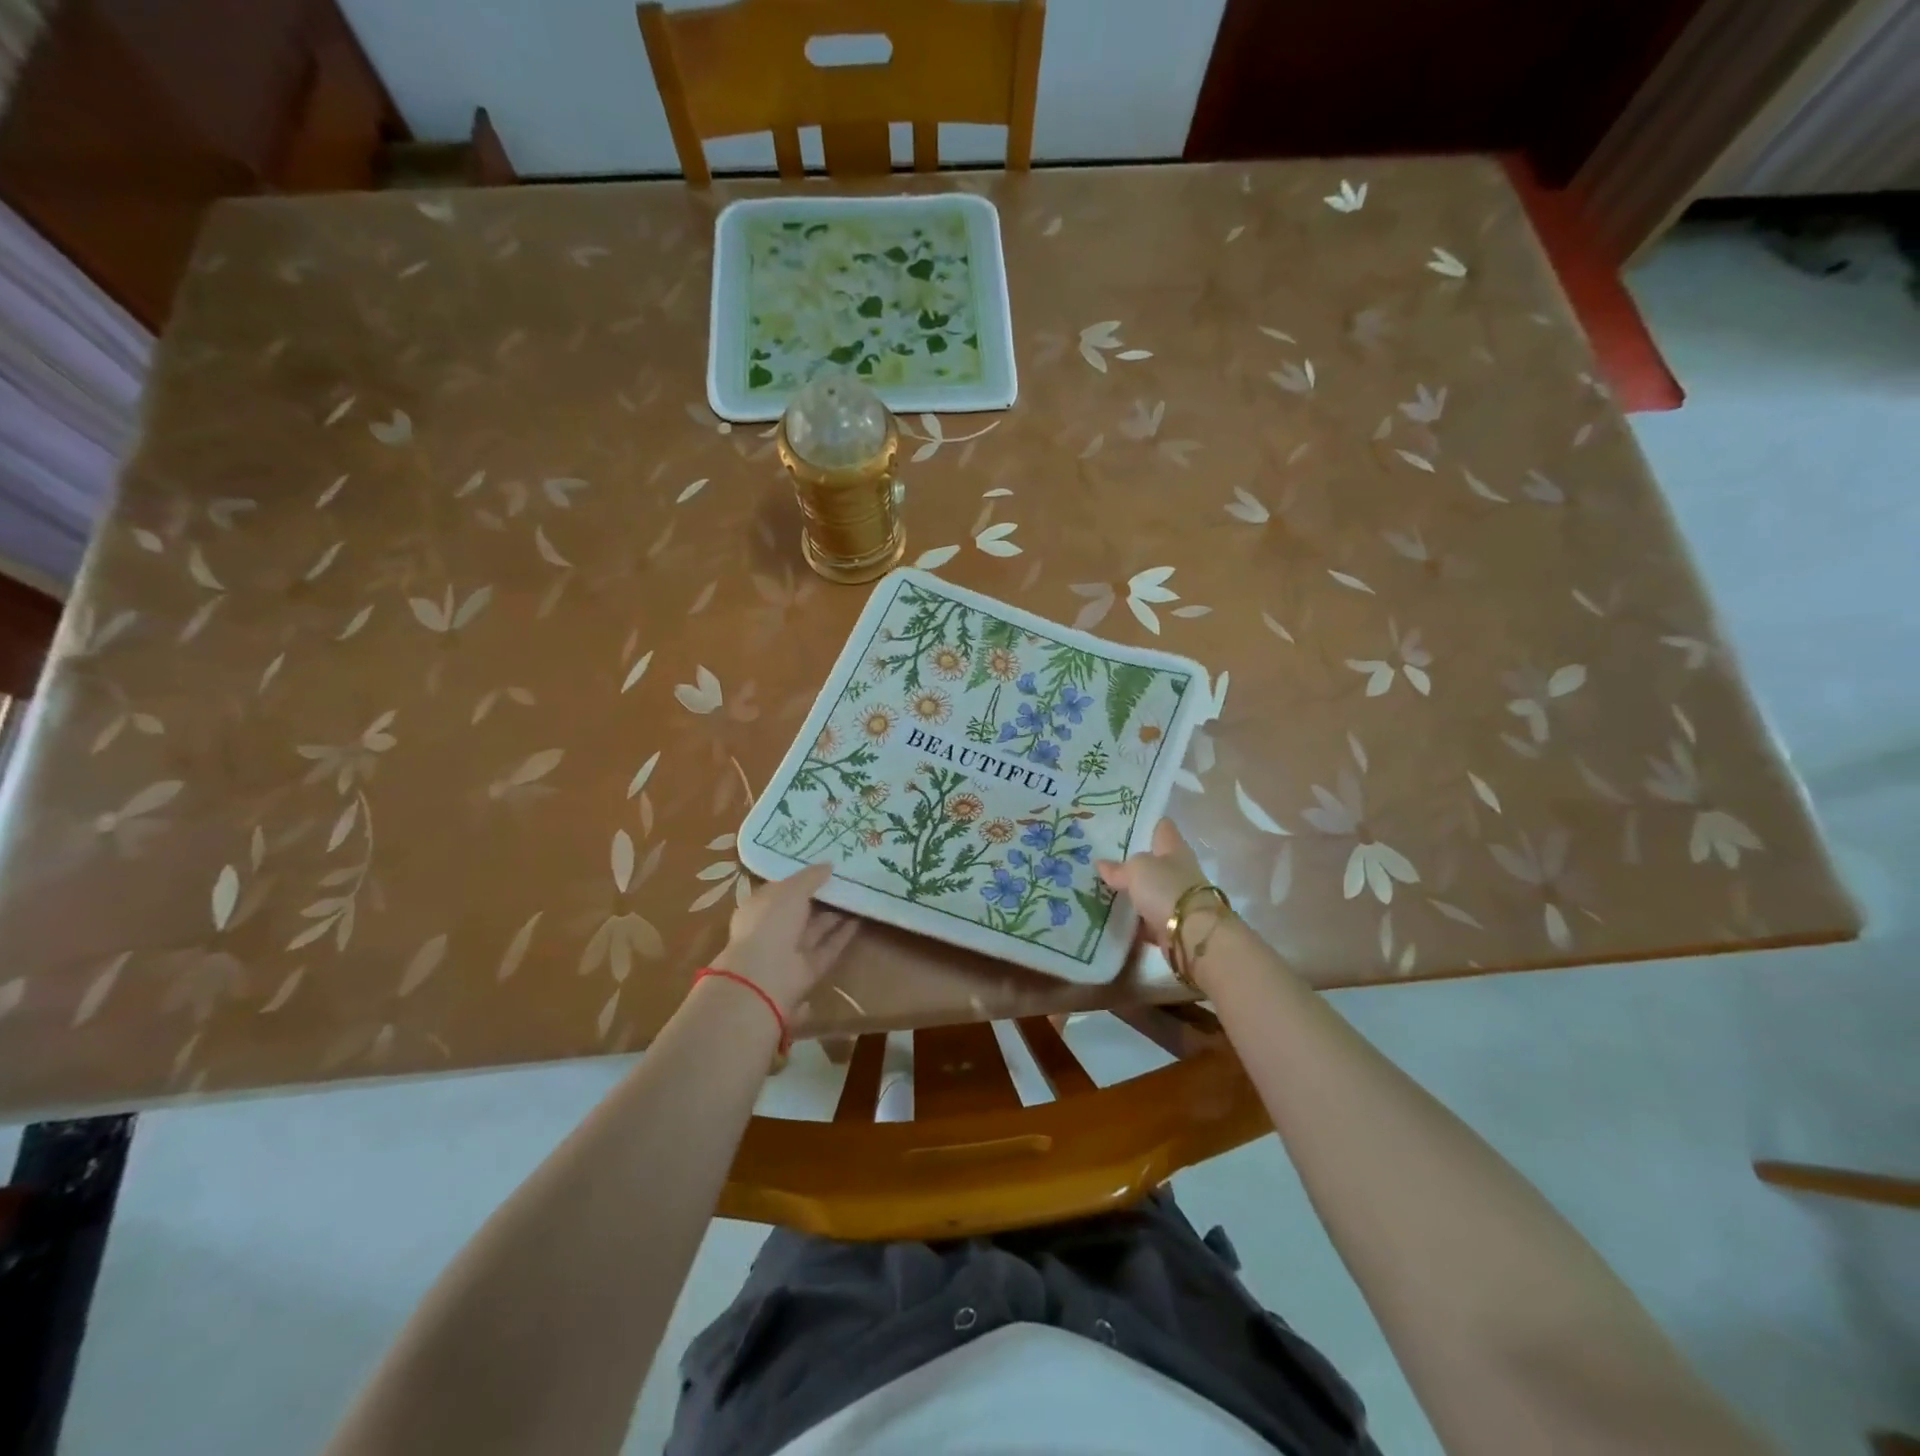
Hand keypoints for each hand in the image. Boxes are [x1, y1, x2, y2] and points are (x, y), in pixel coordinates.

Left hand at [710, 863, 858, 1016]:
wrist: (766, 975)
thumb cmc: (770, 922)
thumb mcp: (790, 890)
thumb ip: (810, 876)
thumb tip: (829, 865)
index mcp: (760, 907)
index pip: (781, 889)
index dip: (801, 877)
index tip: (823, 865)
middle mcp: (774, 928)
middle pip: (801, 909)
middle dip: (822, 895)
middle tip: (847, 877)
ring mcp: (792, 950)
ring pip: (817, 928)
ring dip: (836, 912)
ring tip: (859, 893)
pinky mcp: (811, 967)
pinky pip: (829, 946)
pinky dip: (844, 933)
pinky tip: (861, 916)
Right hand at [1095, 818, 1209, 949]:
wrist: (1193, 935)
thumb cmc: (1167, 888)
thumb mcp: (1137, 870)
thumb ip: (1118, 867)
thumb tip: (1101, 864)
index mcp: (1173, 848)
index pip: (1161, 827)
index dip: (1144, 822)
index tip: (1121, 822)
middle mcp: (1177, 870)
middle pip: (1151, 860)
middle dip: (1128, 860)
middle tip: (1098, 855)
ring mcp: (1174, 898)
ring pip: (1146, 890)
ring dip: (1128, 891)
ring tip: (1096, 886)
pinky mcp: (1169, 924)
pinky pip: (1144, 918)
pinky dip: (1130, 919)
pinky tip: (1108, 916)